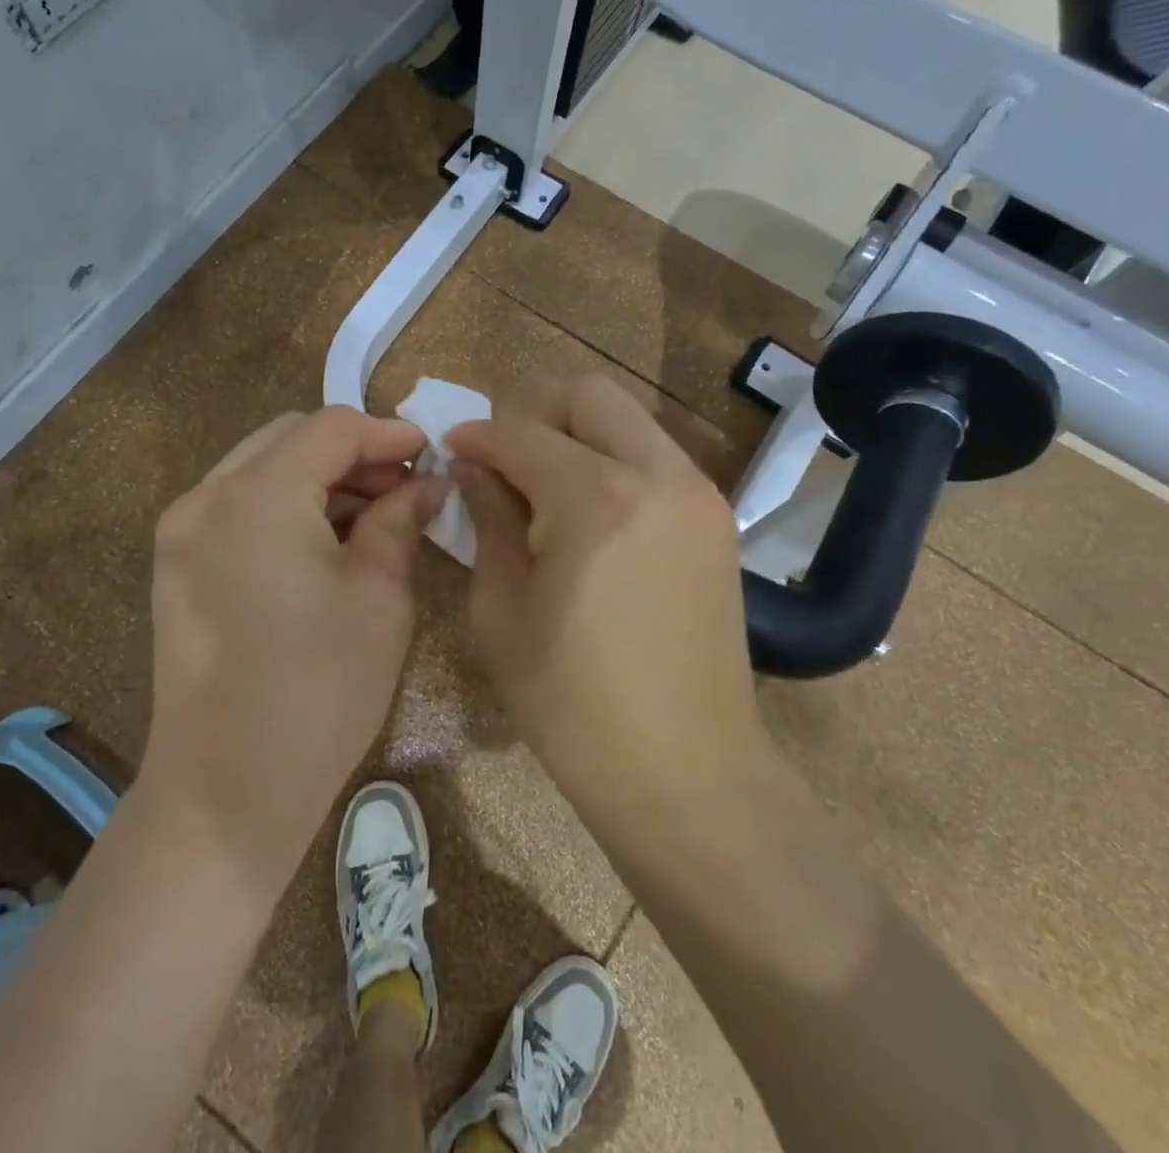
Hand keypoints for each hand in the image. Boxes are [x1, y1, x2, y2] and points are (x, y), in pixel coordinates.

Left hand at [140, 406, 446, 891]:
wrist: (226, 792)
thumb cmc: (319, 692)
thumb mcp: (379, 597)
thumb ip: (401, 520)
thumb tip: (429, 484)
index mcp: (257, 497)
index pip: (331, 427)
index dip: (388, 433)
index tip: (432, 454)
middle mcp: (206, 497)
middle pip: (291, 438)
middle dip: (354, 453)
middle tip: (406, 488)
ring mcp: (181, 530)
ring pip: (262, 467)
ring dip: (320, 478)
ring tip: (374, 516)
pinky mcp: (176, 562)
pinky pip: (239, 505)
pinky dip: (286, 504)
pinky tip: (325, 541)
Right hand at [445, 376, 761, 801]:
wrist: (688, 772)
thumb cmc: (573, 704)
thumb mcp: (502, 611)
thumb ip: (488, 521)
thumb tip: (474, 469)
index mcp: (595, 498)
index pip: (521, 432)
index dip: (476, 437)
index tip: (450, 451)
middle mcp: (658, 475)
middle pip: (588, 395)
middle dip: (534, 413)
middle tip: (505, 463)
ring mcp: (699, 494)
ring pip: (628, 420)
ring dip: (578, 436)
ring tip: (545, 492)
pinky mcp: (717, 520)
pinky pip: (655, 458)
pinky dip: (614, 463)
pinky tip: (590, 518)